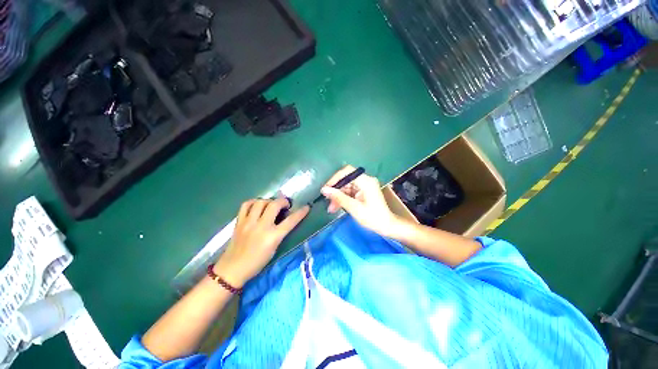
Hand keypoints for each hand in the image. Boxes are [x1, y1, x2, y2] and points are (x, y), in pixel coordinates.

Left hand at [215, 198, 309, 287]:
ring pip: (260, 202)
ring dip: (269, 201)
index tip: (306, 207)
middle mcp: (261, 227)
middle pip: (274, 205)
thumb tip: (285, 219)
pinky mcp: (238, 222)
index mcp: (272, 237)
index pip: (290, 221)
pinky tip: (257, 206)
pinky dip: (253, 202)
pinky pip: (246, 205)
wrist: (232, 270)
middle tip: (285, 205)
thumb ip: (280, 233)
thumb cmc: (257, 263)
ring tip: (271, 205)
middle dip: (283, 201)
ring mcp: (248, 223)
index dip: (300, 213)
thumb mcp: (274, 249)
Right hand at [321, 165, 401, 237]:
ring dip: (338, 196)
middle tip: (327, 201)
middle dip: (336, 190)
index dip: (335, 178)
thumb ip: (339, 198)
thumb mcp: (354, 208)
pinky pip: (350, 191)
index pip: (347, 172)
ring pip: (346, 186)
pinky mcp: (363, 191)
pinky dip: (343, 198)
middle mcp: (365, 180)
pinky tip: (337, 206)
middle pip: (346, 179)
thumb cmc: (373, 218)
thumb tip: (324, 190)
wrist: (387, 226)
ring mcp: (364, 186)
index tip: (326, 189)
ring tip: (331, 208)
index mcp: (366, 181)